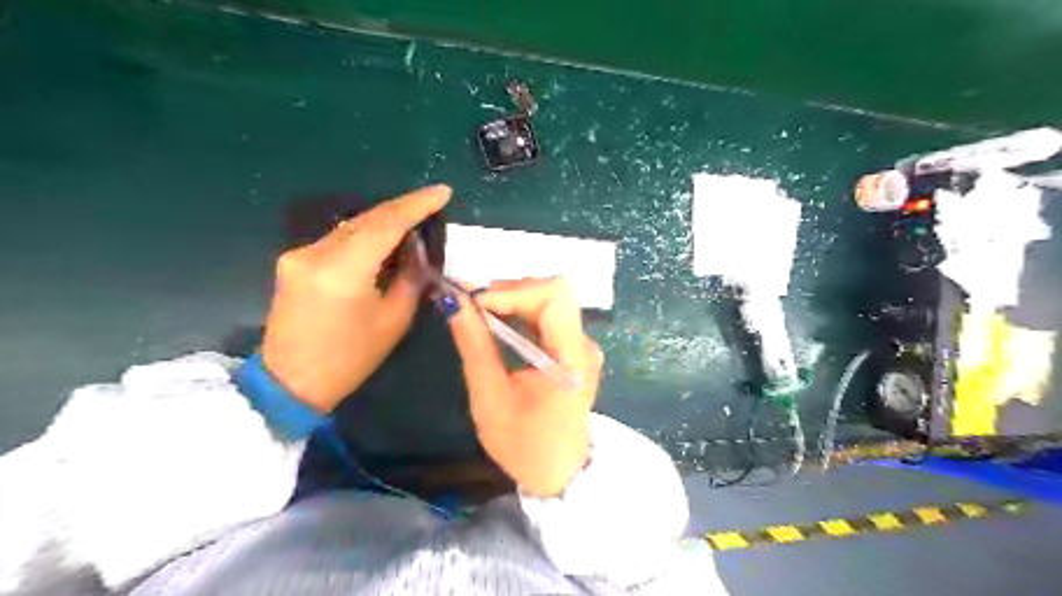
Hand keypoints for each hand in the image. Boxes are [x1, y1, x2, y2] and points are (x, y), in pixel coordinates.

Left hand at [266, 187, 451, 414]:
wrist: (290, 382)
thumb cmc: (350, 359)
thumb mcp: (394, 320)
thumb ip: (410, 278)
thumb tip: (418, 250)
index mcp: (343, 271)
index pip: (386, 223)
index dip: (417, 204)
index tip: (443, 192)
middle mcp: (316, 253)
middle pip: (367, 219)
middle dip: (402, 210)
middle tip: (432, 206)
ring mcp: (299, 255)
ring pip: (352, 227)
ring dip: (383, 223)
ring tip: (413, 226)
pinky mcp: (292, 261)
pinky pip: (337, 239)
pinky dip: (364, 237)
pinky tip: (382, 245)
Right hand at [445, 279, 600, 497]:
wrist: (560, 475)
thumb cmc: (524, 446)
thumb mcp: (491, 399)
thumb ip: (475, 346)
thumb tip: (454, 303)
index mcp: (572, 357)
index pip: (554, 296)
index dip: (513, 290)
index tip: (476, 302)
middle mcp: (584, 344)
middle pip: (553, 293)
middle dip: (510, 291)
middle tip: (472, 304)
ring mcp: (581, 346)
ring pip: (549, 300)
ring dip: (513, 299)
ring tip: (478, 312)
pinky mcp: (574, 350)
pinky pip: (548, 317)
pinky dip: (520, 312)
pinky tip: (497, 323)